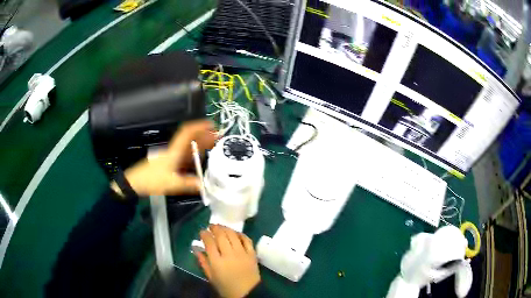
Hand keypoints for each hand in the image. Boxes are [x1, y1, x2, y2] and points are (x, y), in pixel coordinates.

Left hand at [118, 120, 216, 196]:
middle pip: (190, 138)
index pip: (187, 132)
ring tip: (213, 145)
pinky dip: (194, 154)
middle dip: (204, 135)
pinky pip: (185, 155)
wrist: (135, 183)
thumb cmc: (152, 180)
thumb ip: (188, 184)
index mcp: (174, 151)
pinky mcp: (169, 162)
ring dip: (200, 144)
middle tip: (218, 136)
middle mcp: (174, 150)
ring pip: (188, 146)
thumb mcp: (171, 184)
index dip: (199, 126)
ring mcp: (171, 156)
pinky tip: (200, 159)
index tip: (211, 125)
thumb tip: (204, 185)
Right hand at [196, 225, 260, 297]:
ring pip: (233, 235)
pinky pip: (247, 240)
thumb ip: (203, 262)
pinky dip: (241, 234)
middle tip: (211, 226)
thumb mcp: (211, 277)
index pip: (209, 242)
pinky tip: (236, 233)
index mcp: (217, 262)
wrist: (247, 293)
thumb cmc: (226, 287)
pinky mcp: (252, 254)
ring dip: (226, 228)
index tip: (202, 231)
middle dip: (215, 228)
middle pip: (221, 236)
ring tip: (221, 227)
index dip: (204, 234)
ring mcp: (242, 253)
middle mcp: (229, 255)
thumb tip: (196, 249)